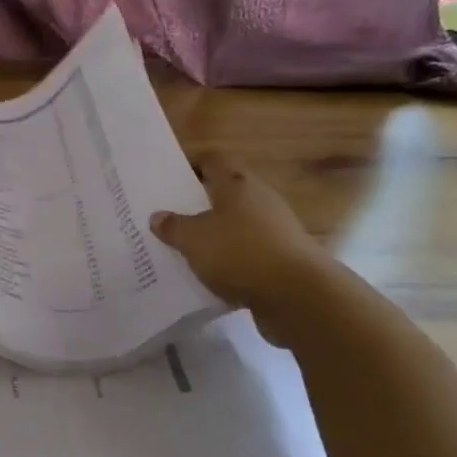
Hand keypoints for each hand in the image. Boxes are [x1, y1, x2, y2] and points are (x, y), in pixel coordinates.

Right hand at [151, 154, 330, 325]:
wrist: (298, 295)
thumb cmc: (240, 252)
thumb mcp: (194, 239)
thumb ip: (174, 226)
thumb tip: (158, 216)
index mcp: (238, 185)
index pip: (214, 161)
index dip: (194, 165)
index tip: (172, 178)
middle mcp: (260, 201)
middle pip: (227, 193)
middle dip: (200, 204)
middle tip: (171, 217)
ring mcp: (275, 230)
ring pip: (236, 226)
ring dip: (215, 236)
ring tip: (185, 250)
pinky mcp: (282, 259)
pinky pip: (247, 254)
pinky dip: (229, 261)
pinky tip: (210, 276)